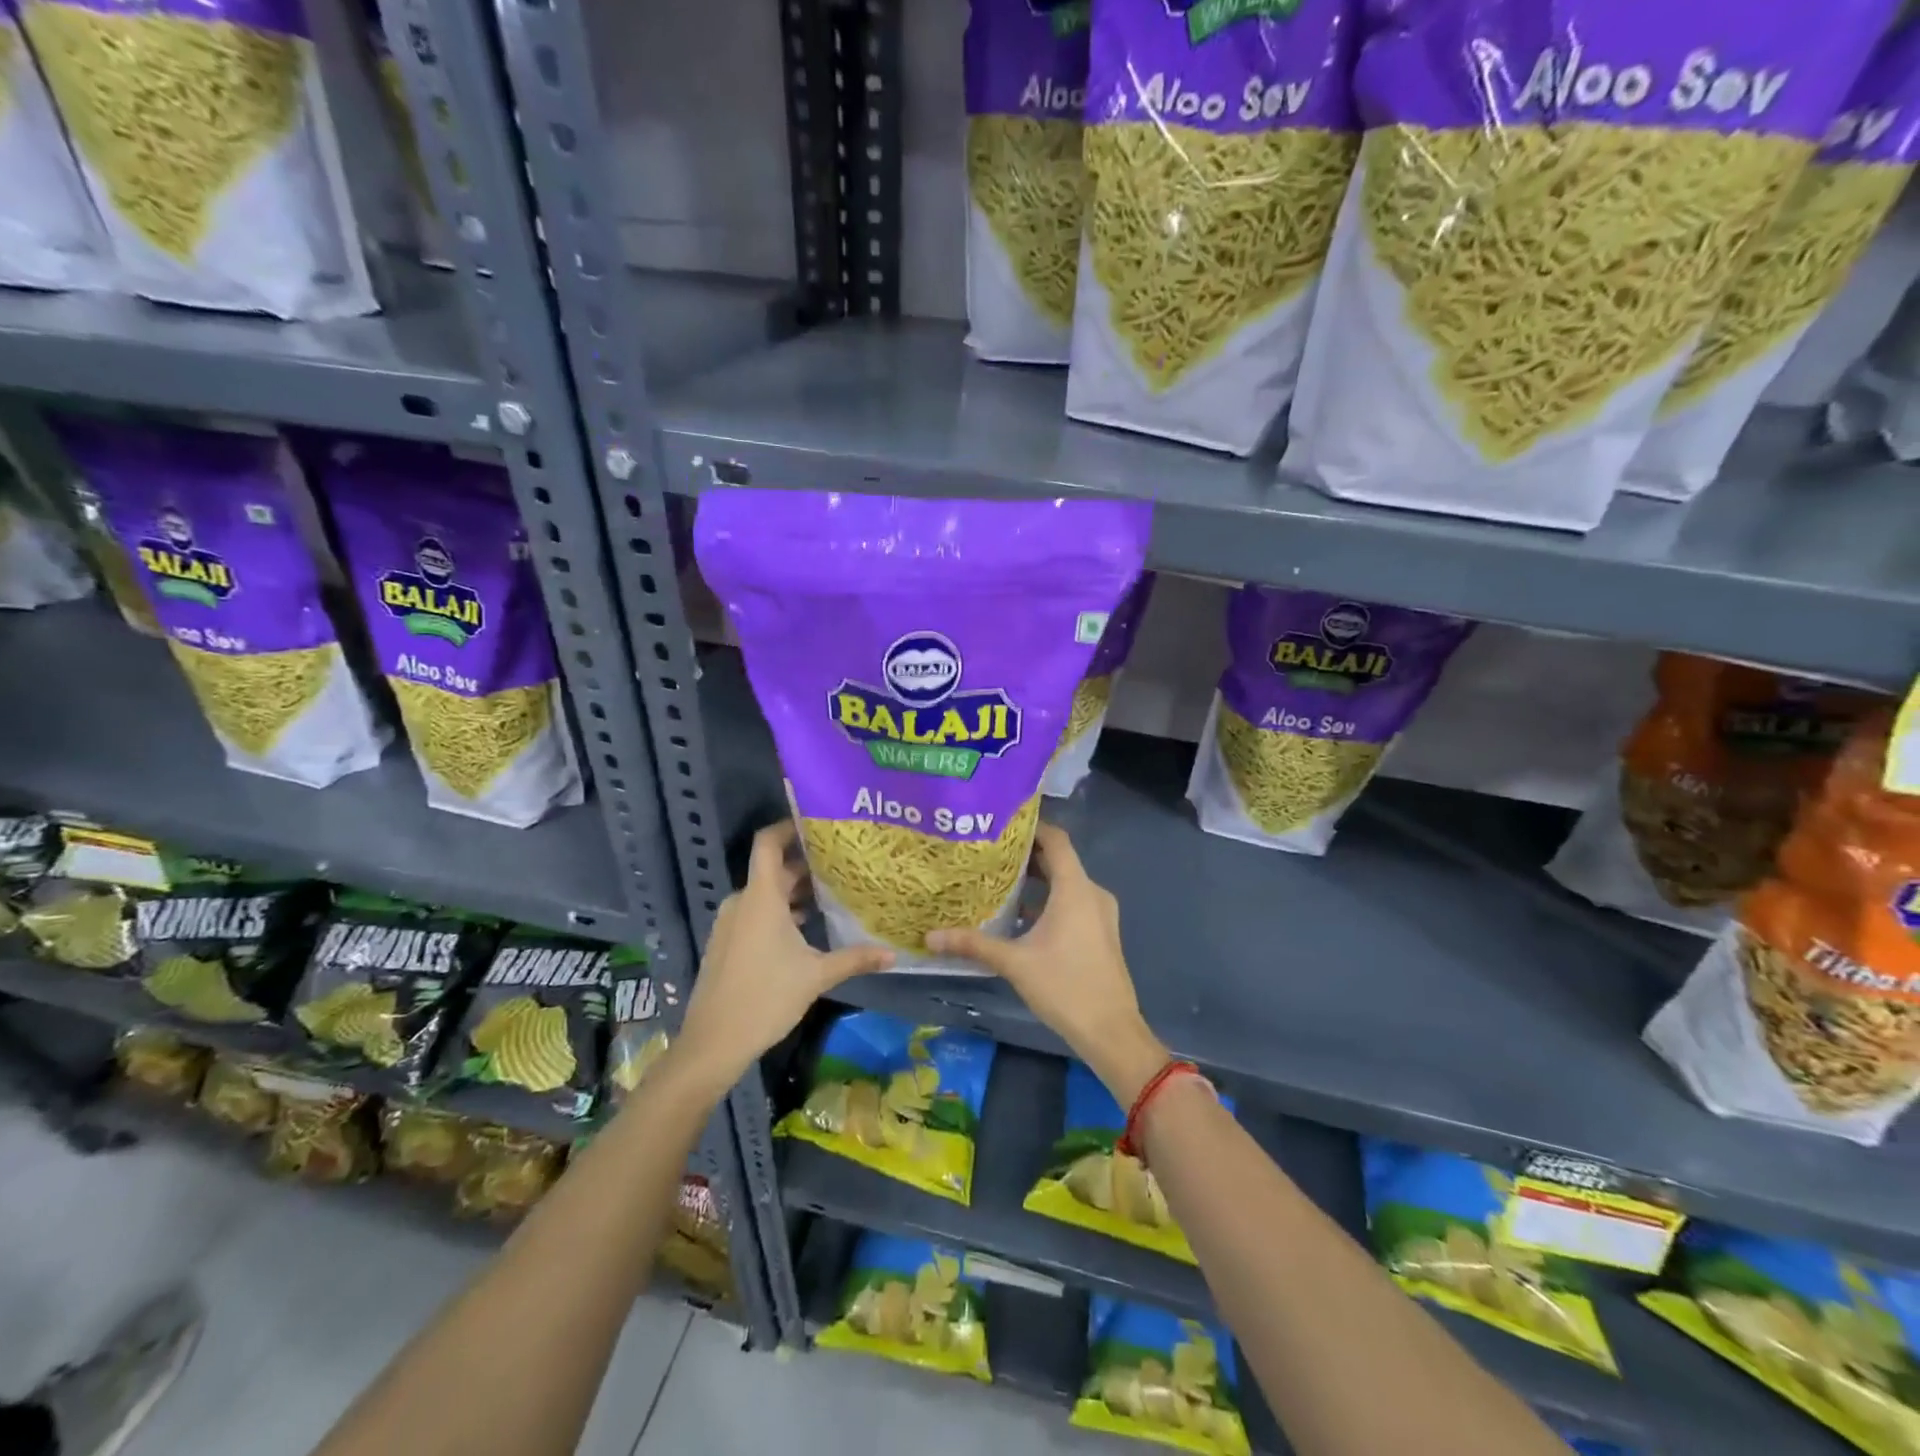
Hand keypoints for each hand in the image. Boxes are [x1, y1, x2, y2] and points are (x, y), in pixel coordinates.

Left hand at [674, 821, 891, 1094]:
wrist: (713, 1043)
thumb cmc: (766, 998)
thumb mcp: (816, 976)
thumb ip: (855, 959)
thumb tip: (893, 954)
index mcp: (760, 897)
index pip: (768, 843)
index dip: (788, 826)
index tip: (817, 823)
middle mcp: (742, 902)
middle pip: (774, 870)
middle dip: (806, 865)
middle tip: (842, 863)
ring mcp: (731, 923)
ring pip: (766, 894)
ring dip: (794, 892)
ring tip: (831, 894)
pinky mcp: (727, 943)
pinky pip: (756, 913)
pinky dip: (780, 912)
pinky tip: (806, 928)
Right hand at [928, 824, 1166, 1103]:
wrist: (1111, 1030)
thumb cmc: (1065, 986)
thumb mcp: (1014, 963)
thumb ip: (973, 945)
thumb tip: (930, 937)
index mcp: (1075, 889)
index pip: (1056, 840)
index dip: (1032, 827)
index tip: (1001, 824)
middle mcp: (1092, 893)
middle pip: (1059, 860)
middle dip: (1026, 855)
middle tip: (990, 852)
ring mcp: (1100, 914)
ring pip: (1066, 883)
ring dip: (1037, 880)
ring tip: (999, 880)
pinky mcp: (1100, 932)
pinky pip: (1073, 902)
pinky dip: (1049, 901)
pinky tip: (1020, 916)